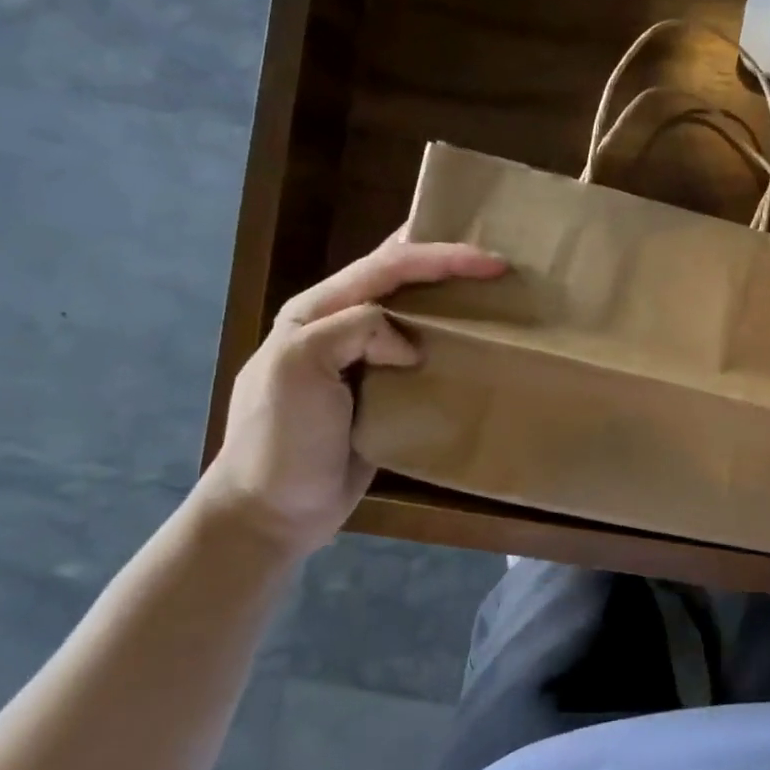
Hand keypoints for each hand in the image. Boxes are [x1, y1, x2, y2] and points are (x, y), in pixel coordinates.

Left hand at [195, 233, 506, 555]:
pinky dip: (448, 343)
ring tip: (494, 296)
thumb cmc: (280, 438)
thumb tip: (410, 346)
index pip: (386, 266)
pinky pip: (420, 355)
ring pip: (413, 314)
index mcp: (316, 310)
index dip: (442, 257)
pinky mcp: (382, 393)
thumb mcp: (299, 368)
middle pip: (401, 278)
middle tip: (498, 265)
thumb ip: (355, 330)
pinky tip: (474, 346)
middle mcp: (340, 325)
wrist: (271, 512)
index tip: (494, 264)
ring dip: (451, 299)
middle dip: (448, 263)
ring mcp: (361, 360)